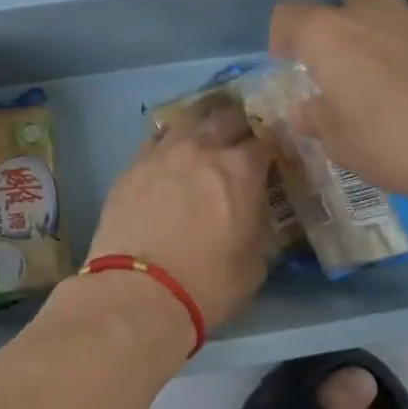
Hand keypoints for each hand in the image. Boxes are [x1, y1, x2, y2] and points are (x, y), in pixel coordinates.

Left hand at [86, 102, 272, 330]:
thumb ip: (260, 223)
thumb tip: (256, 209)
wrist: (138, 292)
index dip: (273, 147)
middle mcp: (202, 148)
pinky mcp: (133, 164)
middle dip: (240, 123)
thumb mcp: (256, 262)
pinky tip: (172, 150)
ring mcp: (163, 152)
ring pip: (188, 118)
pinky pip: (157, 138)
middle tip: (242, 135)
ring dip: (204, 120)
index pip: (266, 142)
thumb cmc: (208, 284)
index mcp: (240, 170)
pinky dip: (171, 139)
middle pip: (226, 116)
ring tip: (208, 129)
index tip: (275, 157)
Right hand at [270, 0, 407, 206]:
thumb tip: (306, 111)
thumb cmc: (398, 140)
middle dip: (340, 16)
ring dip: (381, 27)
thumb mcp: (343, 144)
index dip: (282, 35)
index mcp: (329, 34)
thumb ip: (318, 120)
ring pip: (391, 5)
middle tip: (342, 58)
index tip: (288, 61)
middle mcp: (372, 13)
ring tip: (385, 72)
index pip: (289, 13)